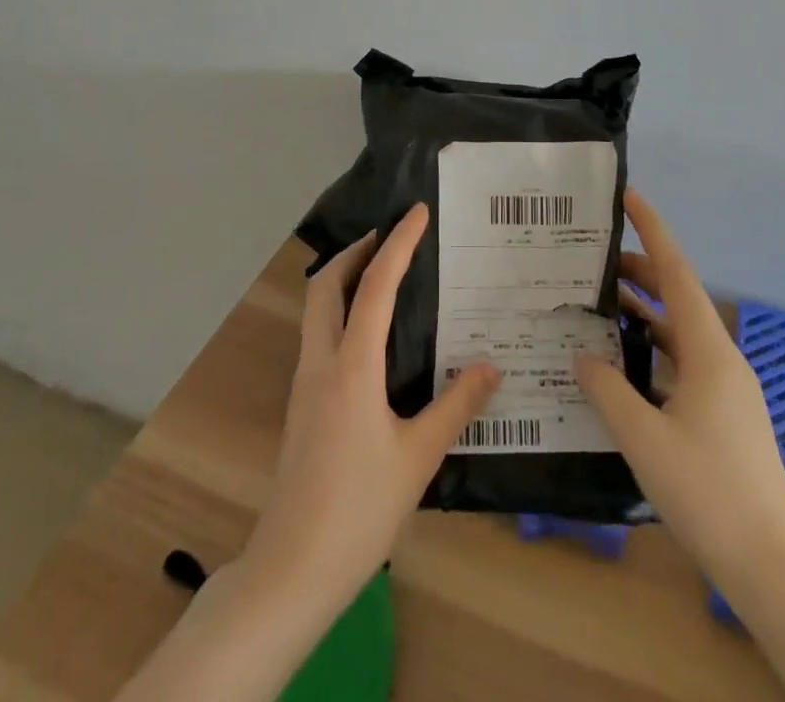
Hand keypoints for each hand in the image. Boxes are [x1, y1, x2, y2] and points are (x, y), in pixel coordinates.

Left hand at [245, 204, 500, 611]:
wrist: (291, 570)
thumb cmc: (359, 510)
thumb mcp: (418, 458)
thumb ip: (456, 406)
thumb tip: (493, 367)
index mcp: (352, 367)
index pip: (375, 286)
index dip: (398, 244)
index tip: (417, 213)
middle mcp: (321, 362)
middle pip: (326, 284)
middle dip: (355, 251)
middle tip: (390, 238)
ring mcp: (304, 382)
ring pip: (316, 308)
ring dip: (344, 278)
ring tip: (382, 275)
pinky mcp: (300, 403)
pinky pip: (318, 335)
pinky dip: (340, 311)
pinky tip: (369, 335)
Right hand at [576, 190, 784, 593]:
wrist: (771, 564)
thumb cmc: (708, 491)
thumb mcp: (644, 438)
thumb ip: (608, 390)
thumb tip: (583, 356)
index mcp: (708, 351)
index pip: (677, 273)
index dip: (653, 231)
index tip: (630, 198)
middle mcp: (721, 359)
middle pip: (678, 299)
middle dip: (640, 273)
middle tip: (595, 261)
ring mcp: (727, 388)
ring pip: (680, 333)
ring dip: (645, 315)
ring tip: (601, 306)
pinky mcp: (725, 415)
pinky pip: (684, 363)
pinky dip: (654, 351)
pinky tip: (625, 368)